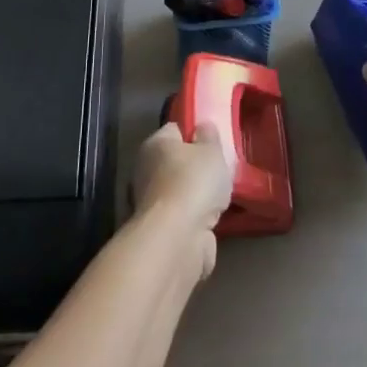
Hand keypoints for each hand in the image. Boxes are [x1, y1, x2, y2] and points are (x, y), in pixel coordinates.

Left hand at [133, 122, 233, 279]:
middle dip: (195, 168)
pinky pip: (182, 216)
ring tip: (220, 197)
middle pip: (175, 162)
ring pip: (179, 192)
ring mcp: (150, 203)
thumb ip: (209, 137)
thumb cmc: (194, 182)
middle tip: (219, 170)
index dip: (194, 132)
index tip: (213, 141)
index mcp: (155, 144)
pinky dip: (194, 219)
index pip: (175, 130)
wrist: (178, 238)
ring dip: (195, 197)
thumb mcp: (211, 150)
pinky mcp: (159, 230)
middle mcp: (146, 170)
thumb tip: (202, 128)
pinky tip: (211, 220)